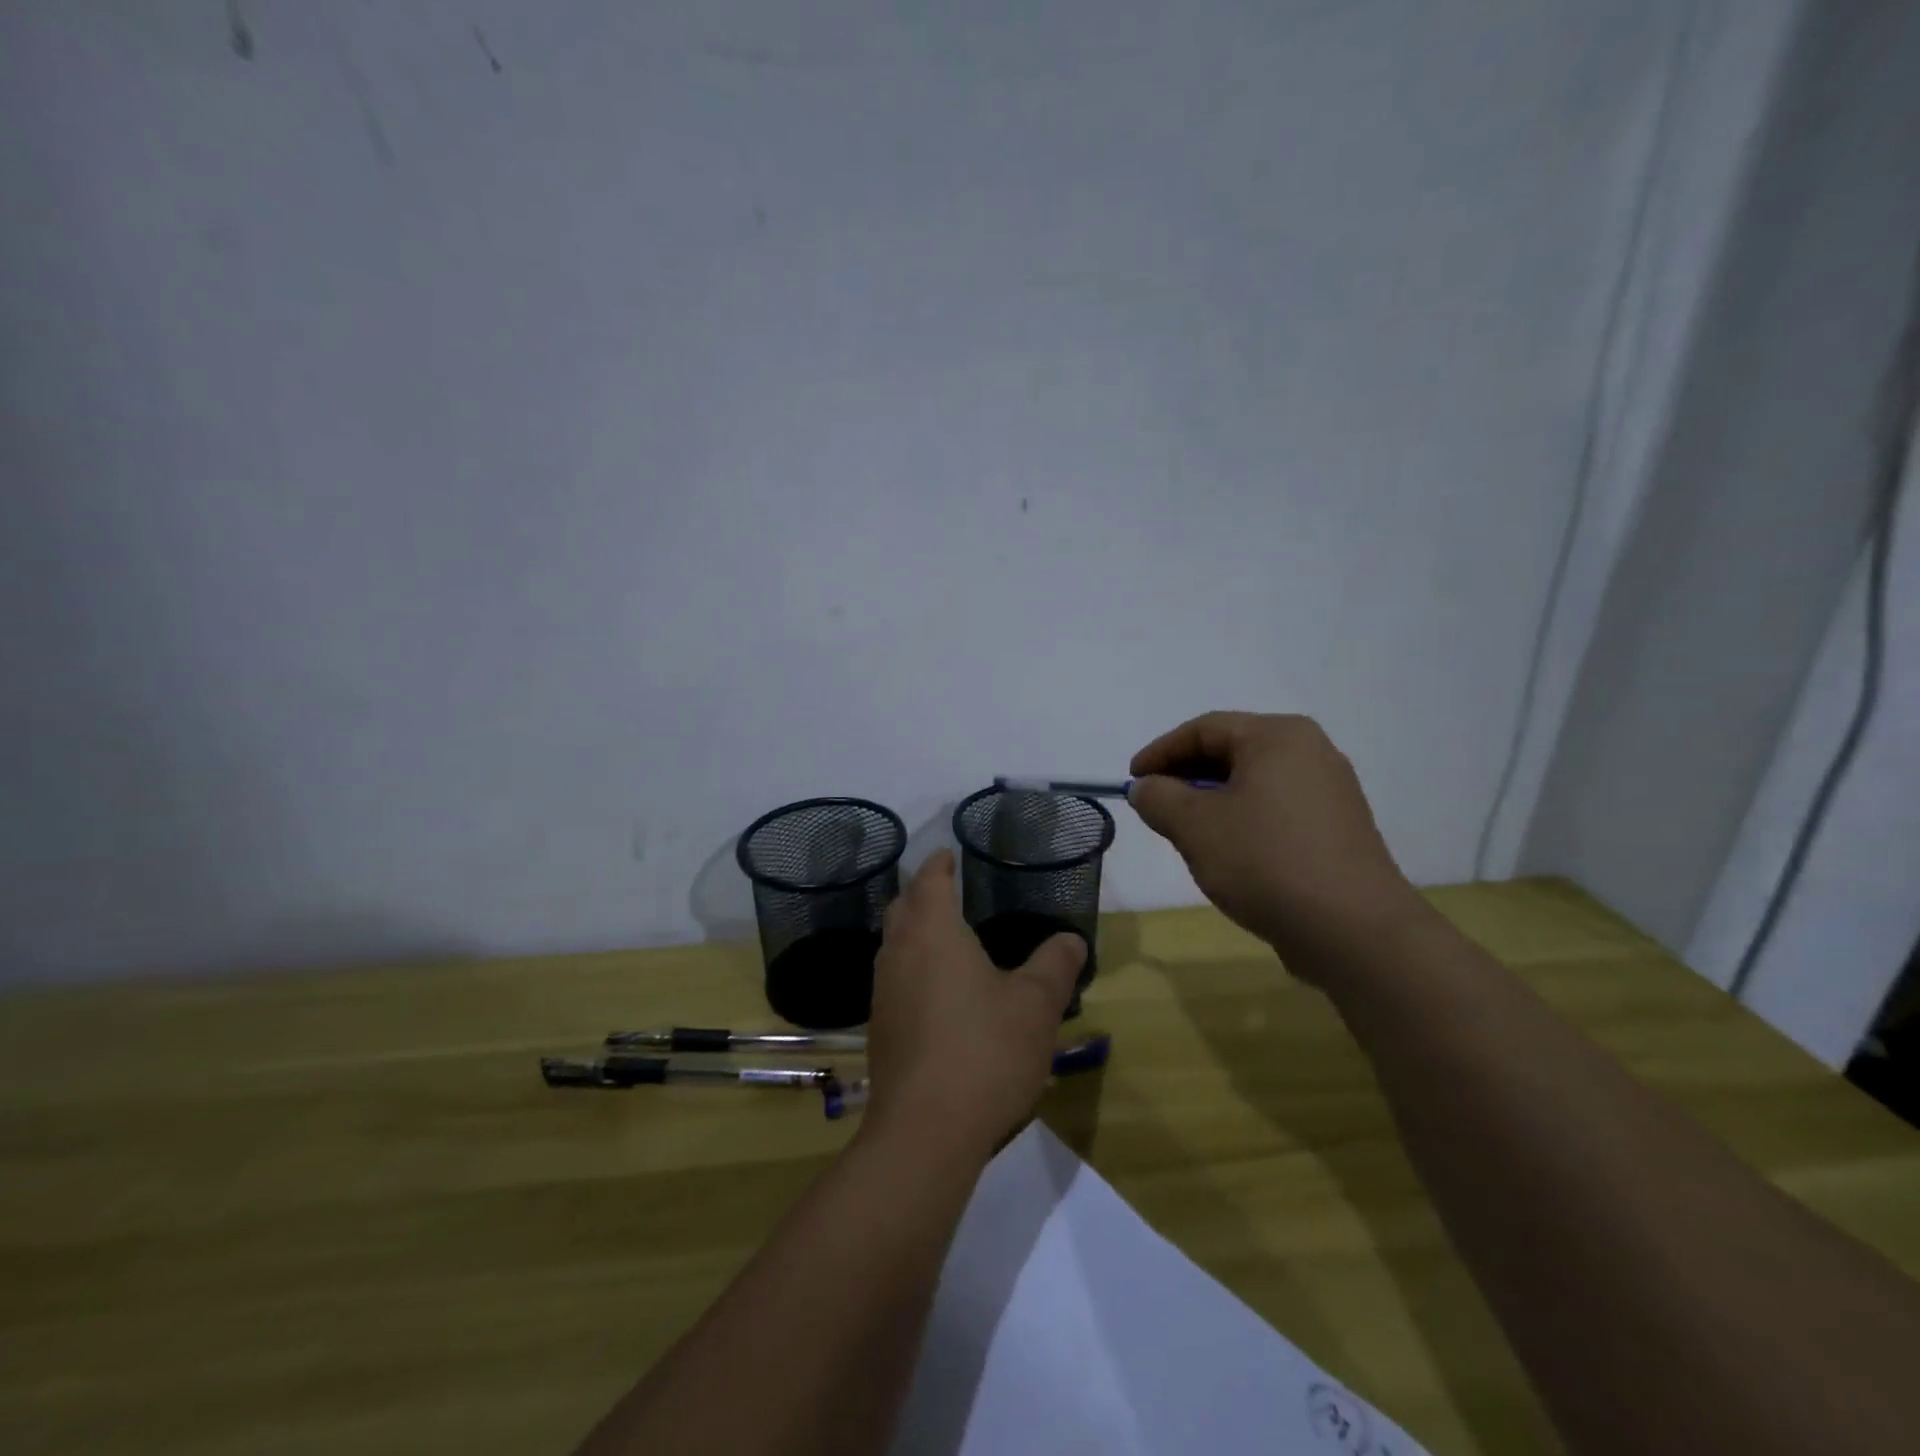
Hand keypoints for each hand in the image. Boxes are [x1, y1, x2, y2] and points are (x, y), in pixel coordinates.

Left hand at [862, 849, 1085, 1163]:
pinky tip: (937, 992)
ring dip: (913, 931)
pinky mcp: (880, 1029)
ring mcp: (883, 992)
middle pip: (903, 907)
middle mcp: (899, 953)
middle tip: (945, 889)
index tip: (948, 854)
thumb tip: (1071, 939)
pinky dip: (912, 968)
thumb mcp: (1035, 1005)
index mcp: (933, 932)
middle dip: (921, 893)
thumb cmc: (984, 1051)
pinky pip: (894, 979)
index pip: (930, 881)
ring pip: (894, 945)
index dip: (939, 864)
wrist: (925, 1131)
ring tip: (944, 936)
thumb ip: (1055, 965)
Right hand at [1128, 711, 1427, 980]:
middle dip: (1186, 775)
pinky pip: (1276, 807)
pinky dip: (1243, 817)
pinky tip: (1227, 849)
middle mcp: (1310, 751)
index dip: (1160, 752)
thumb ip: (1159, 798)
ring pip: (1254, 781)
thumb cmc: (1265, 862)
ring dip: (1212, 799)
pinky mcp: (1338, 827)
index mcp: (1278, 737)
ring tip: (1184, 829)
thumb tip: (1146, 788)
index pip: (1204, 729)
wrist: (1354, 930)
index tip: (1131, 779)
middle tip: (1154, 804)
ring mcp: (1330, 790)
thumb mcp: (1195, 827)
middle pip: (1232, 751)